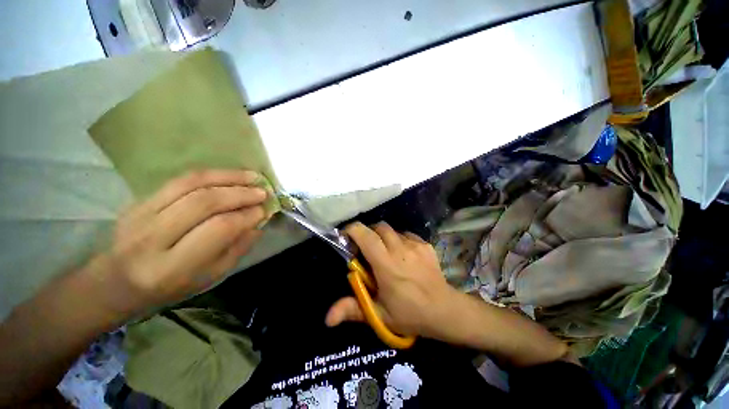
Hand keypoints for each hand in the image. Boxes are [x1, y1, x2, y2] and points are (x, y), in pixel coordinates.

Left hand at [88, 169, 268, 315]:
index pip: (219, 229)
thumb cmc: (171, 286)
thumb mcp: (211, 276)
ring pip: (191, 184)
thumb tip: (259, 222)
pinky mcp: (140, 200)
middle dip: (240, 193)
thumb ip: (238, 248)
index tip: (265, 210)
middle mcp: (153, 237)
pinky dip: (210, 174)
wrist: (118, 281)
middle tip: (263, 192)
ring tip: (252, 177)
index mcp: (173, 265)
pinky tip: (230, 175)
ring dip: (228, 177)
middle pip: (204, 202)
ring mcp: (142, 214)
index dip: (247, 216)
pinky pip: (180, 179)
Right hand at [325, 222, 459, 338]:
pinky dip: (399, 239)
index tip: (346, 236)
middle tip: (367, 249)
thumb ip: (352, 310)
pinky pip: (406, 234)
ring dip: (383, 237)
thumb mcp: (379, 315)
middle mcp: (400, 249)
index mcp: (386, 264)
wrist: (445, 310)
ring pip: (392, 230)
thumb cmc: (409, 313)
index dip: (353, 230)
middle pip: (379, 227)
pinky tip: (403, 255)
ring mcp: (415, 244)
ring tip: (385, 253)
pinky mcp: (425, 244)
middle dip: (368, 233)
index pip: (366, 236)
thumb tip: (327, 319)